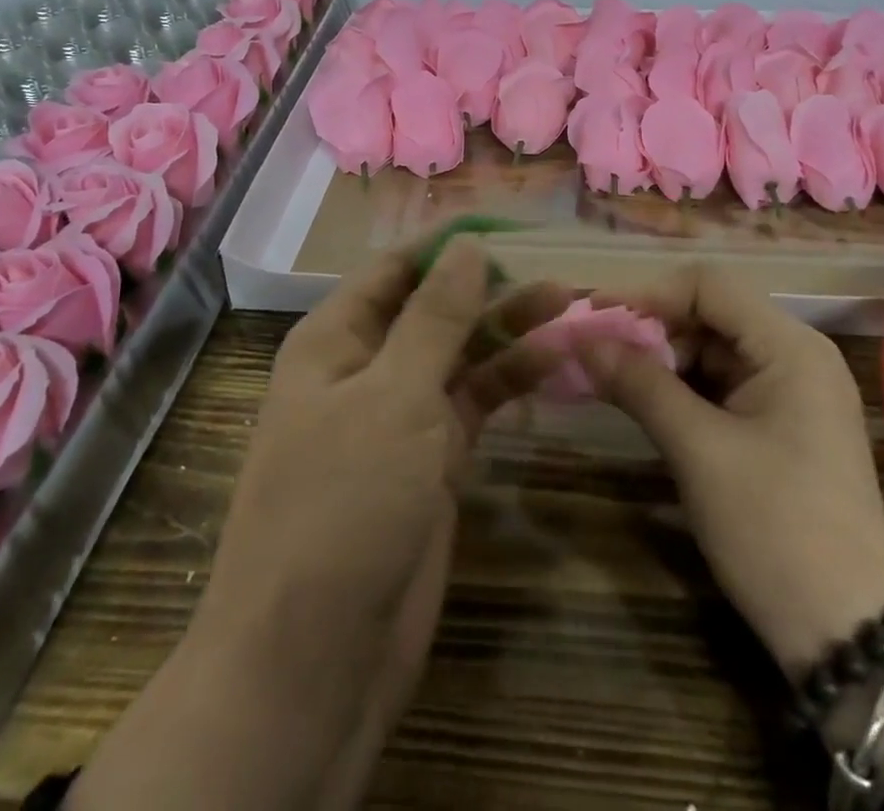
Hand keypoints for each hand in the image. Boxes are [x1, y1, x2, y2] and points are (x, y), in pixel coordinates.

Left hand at [69, 239, 568, 810]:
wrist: (314, 660)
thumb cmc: (342, 503)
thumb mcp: (392, 395)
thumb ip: (434, 318)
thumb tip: (466, 246)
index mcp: (336, 340)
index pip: (396, 268)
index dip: (448, 243)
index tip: (509, 223)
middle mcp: (367, 369)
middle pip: (435, 309)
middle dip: (490, 286)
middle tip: (555, 265)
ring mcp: (401, 417)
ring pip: (461, 355)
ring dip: (509, 329)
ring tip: (568, 302)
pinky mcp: (432, 461)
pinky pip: (476, 403)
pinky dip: (512, 379)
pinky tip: (556, 358)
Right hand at [578, 266, 883, 679]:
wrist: (851, 635)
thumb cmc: (775, 529)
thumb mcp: (698, 451)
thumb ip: (640, 384)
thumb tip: (582, 340)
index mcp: (790, 346)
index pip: (708, 287)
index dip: (648, 294)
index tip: (594, 315)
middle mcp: (796, 354)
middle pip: (710, 315)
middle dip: (651, 329)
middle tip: (595, 353)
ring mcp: (791, 391)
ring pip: (712, 351)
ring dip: (661, 360)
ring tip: (609, 378)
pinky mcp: (782, 424)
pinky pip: (723, 386)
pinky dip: (682, 389)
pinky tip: (644, 403)